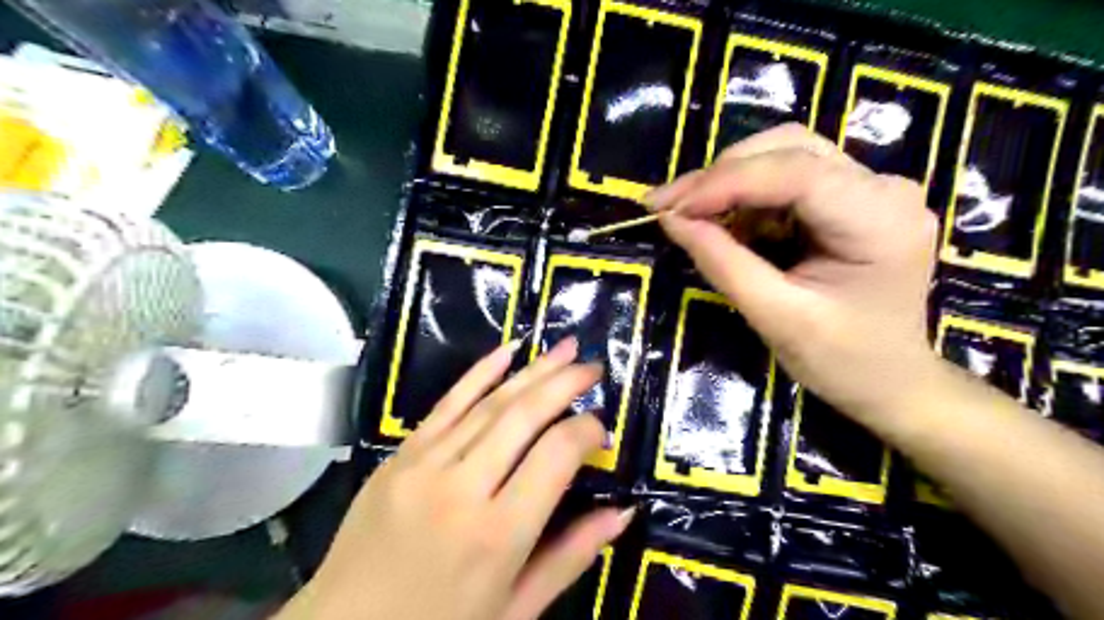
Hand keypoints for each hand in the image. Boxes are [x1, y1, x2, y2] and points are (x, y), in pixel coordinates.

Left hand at [277, 337, 632, 619]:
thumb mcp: (515, 610)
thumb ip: (570, 556)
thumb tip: (622, 512)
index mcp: (497, 534)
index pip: (555, 456)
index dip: (586, 432)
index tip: (601, 429)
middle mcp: (463, 487)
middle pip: (524, 415)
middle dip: (565, 383)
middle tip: (593, 366)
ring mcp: (425, 463)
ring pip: (490, 402)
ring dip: (533, 370)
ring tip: (564, 348)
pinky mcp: (400, 453)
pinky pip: (447, 402)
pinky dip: (480, 372)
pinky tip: (508, 350)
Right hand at [648, 124, 937, 426]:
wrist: (891, 382)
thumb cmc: (842, 361)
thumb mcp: (776, 317)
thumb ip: (723, 263)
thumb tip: (671, 220)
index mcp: (880, 219)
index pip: (794, 172)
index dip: (723, 183)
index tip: (668, 207)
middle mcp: (883, 188)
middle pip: (788, 148)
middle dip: (721, 175)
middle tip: (670, 207)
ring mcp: (871, 189)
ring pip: (784, 154)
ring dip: (729, 181)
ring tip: (689, 215)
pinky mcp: (852, 198)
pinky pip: (787, 178)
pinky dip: (745, 196)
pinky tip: (722, 221)